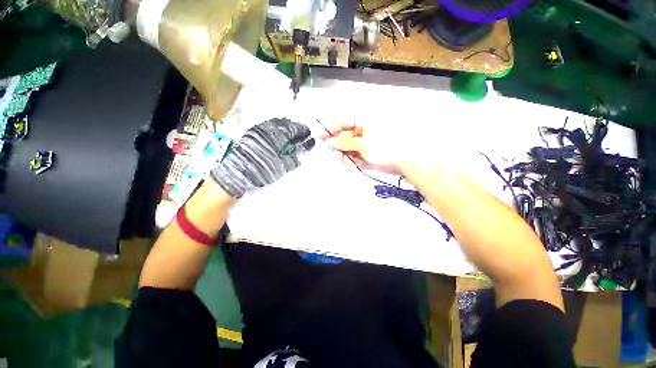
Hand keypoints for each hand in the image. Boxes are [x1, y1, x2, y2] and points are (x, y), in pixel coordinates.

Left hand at [211, 118, 310, 197]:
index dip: (303, 130)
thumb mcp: (282, 166)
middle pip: (285, 123)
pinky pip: (267, 127)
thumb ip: (294, 158)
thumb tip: (300, 154)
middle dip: (295, 128)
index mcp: (278, 134)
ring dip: (285, 128)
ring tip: (290, 136)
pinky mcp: (251, 133)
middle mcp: (268, 128)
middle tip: (301, 135)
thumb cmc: (262, 169)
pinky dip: (275, 130)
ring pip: (275, 124)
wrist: (236, 173)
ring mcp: (258, 129)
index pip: (295, 128)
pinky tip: (277, 137)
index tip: (309, 134)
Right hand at [323, 123, 414, 174]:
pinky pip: (356, 156)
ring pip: (350, 149)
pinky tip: (356, 166)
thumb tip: (330, 142)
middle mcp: (364, 132)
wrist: (403, 163)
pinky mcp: (368, 153)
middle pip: (345, 138)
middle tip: (337, 158)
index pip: (343, 124)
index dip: (331, 130)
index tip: (321, 138)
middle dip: (340, 149)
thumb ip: (344, 142)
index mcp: (364, 124)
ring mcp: (366, 144)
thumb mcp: (362, 145)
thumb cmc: (383, 149)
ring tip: (349, 165)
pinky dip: (354, 161)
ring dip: (347, 157)